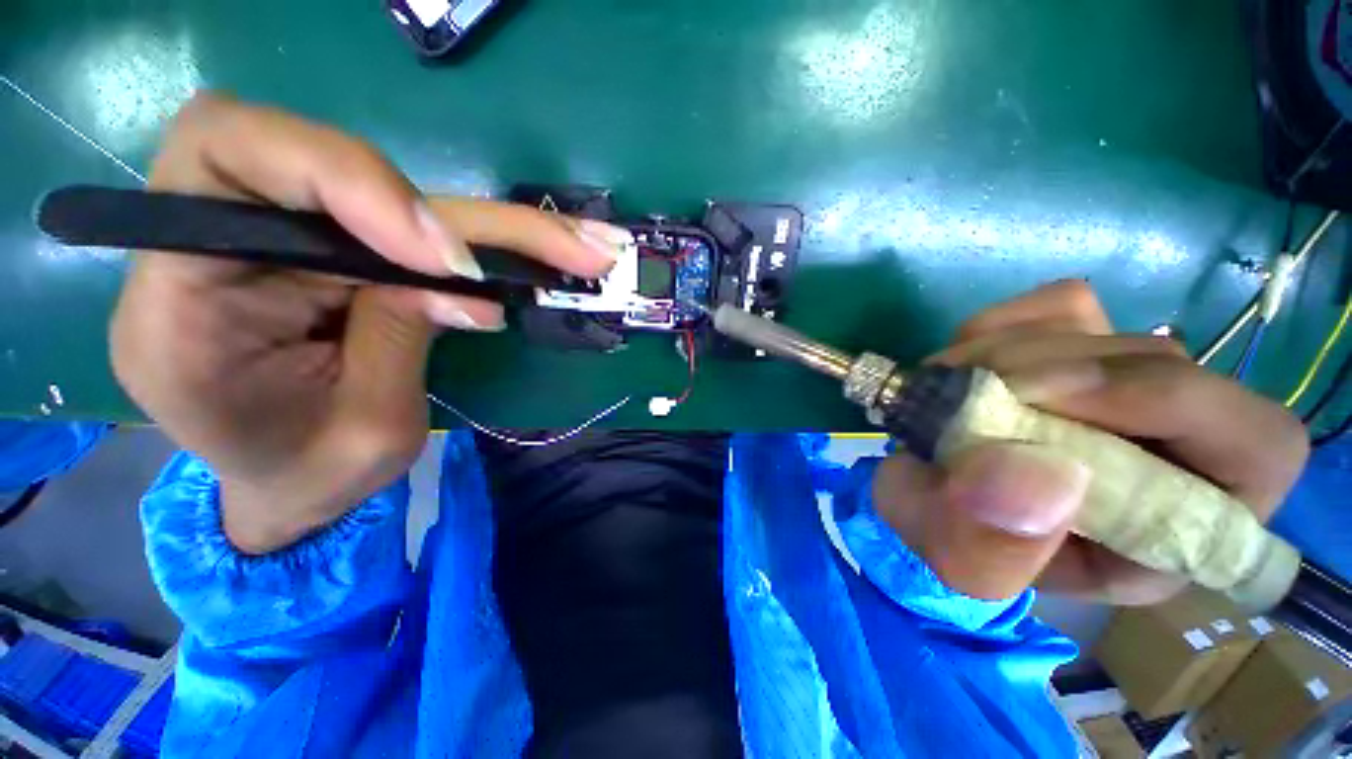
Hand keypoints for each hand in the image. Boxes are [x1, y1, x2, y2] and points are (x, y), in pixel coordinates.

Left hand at [111, 94, 624, 553]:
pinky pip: (422, 226)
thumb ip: (399, 340)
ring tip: (585, 251)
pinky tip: (554, 257)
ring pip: (400, 193)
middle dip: (458, 212)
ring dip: (500, 226)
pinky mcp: (347, 253)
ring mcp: (296, 244)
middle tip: (569, 250)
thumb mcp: (361, 433)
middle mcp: (224, 245)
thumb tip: (468, 284)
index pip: (225, 157)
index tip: (444, 259)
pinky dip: (494, 241)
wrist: (288, 485)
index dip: (343, 179)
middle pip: (328, 158)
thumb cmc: (308, 478)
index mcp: (179, 300)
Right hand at [872, 280, 1308, 602]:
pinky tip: (963, 363)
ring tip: (947, 390)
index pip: (1257, 443)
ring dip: (1005, 352)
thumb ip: (994, 547)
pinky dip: (998, 327)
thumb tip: (1037, 474)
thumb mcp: (966, 566)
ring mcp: (1125, 380)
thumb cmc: (964, 542)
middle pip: (1162, 362)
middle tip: (966, 390)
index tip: (1040, 397)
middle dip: (1051, 371)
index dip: (1166, 402)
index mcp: (1185, 521)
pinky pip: (1057, 305)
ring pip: (1101, 328)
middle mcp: (1178, 442)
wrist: (934, 498)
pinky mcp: (1077, 344)